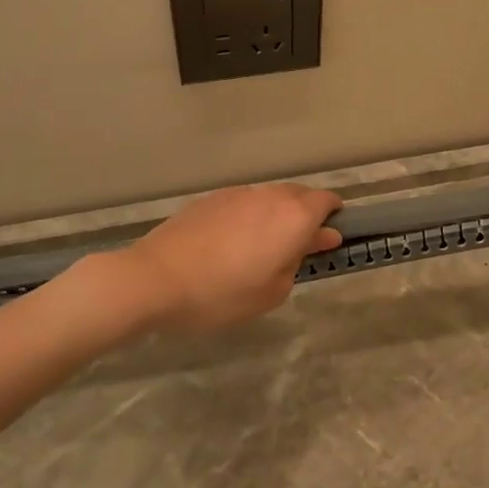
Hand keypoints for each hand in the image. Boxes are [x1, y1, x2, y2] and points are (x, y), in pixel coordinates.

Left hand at [111, 182, 342, 335]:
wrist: (155, 279)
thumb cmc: (222, 293)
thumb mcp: (272, 292)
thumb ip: (300, 260)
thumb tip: (318, 238)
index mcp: (293, 217)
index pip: (327, 201)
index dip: (334, 217)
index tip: (328, 239)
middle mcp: (270, 196)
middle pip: (300, 195)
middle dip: (306, 215)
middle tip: (297, 248)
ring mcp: (238, 193)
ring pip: (270, 198)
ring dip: (276, 215)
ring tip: (260, 249)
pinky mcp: (211, 198)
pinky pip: (244, 202)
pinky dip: (249, 217)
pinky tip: (231, 244)